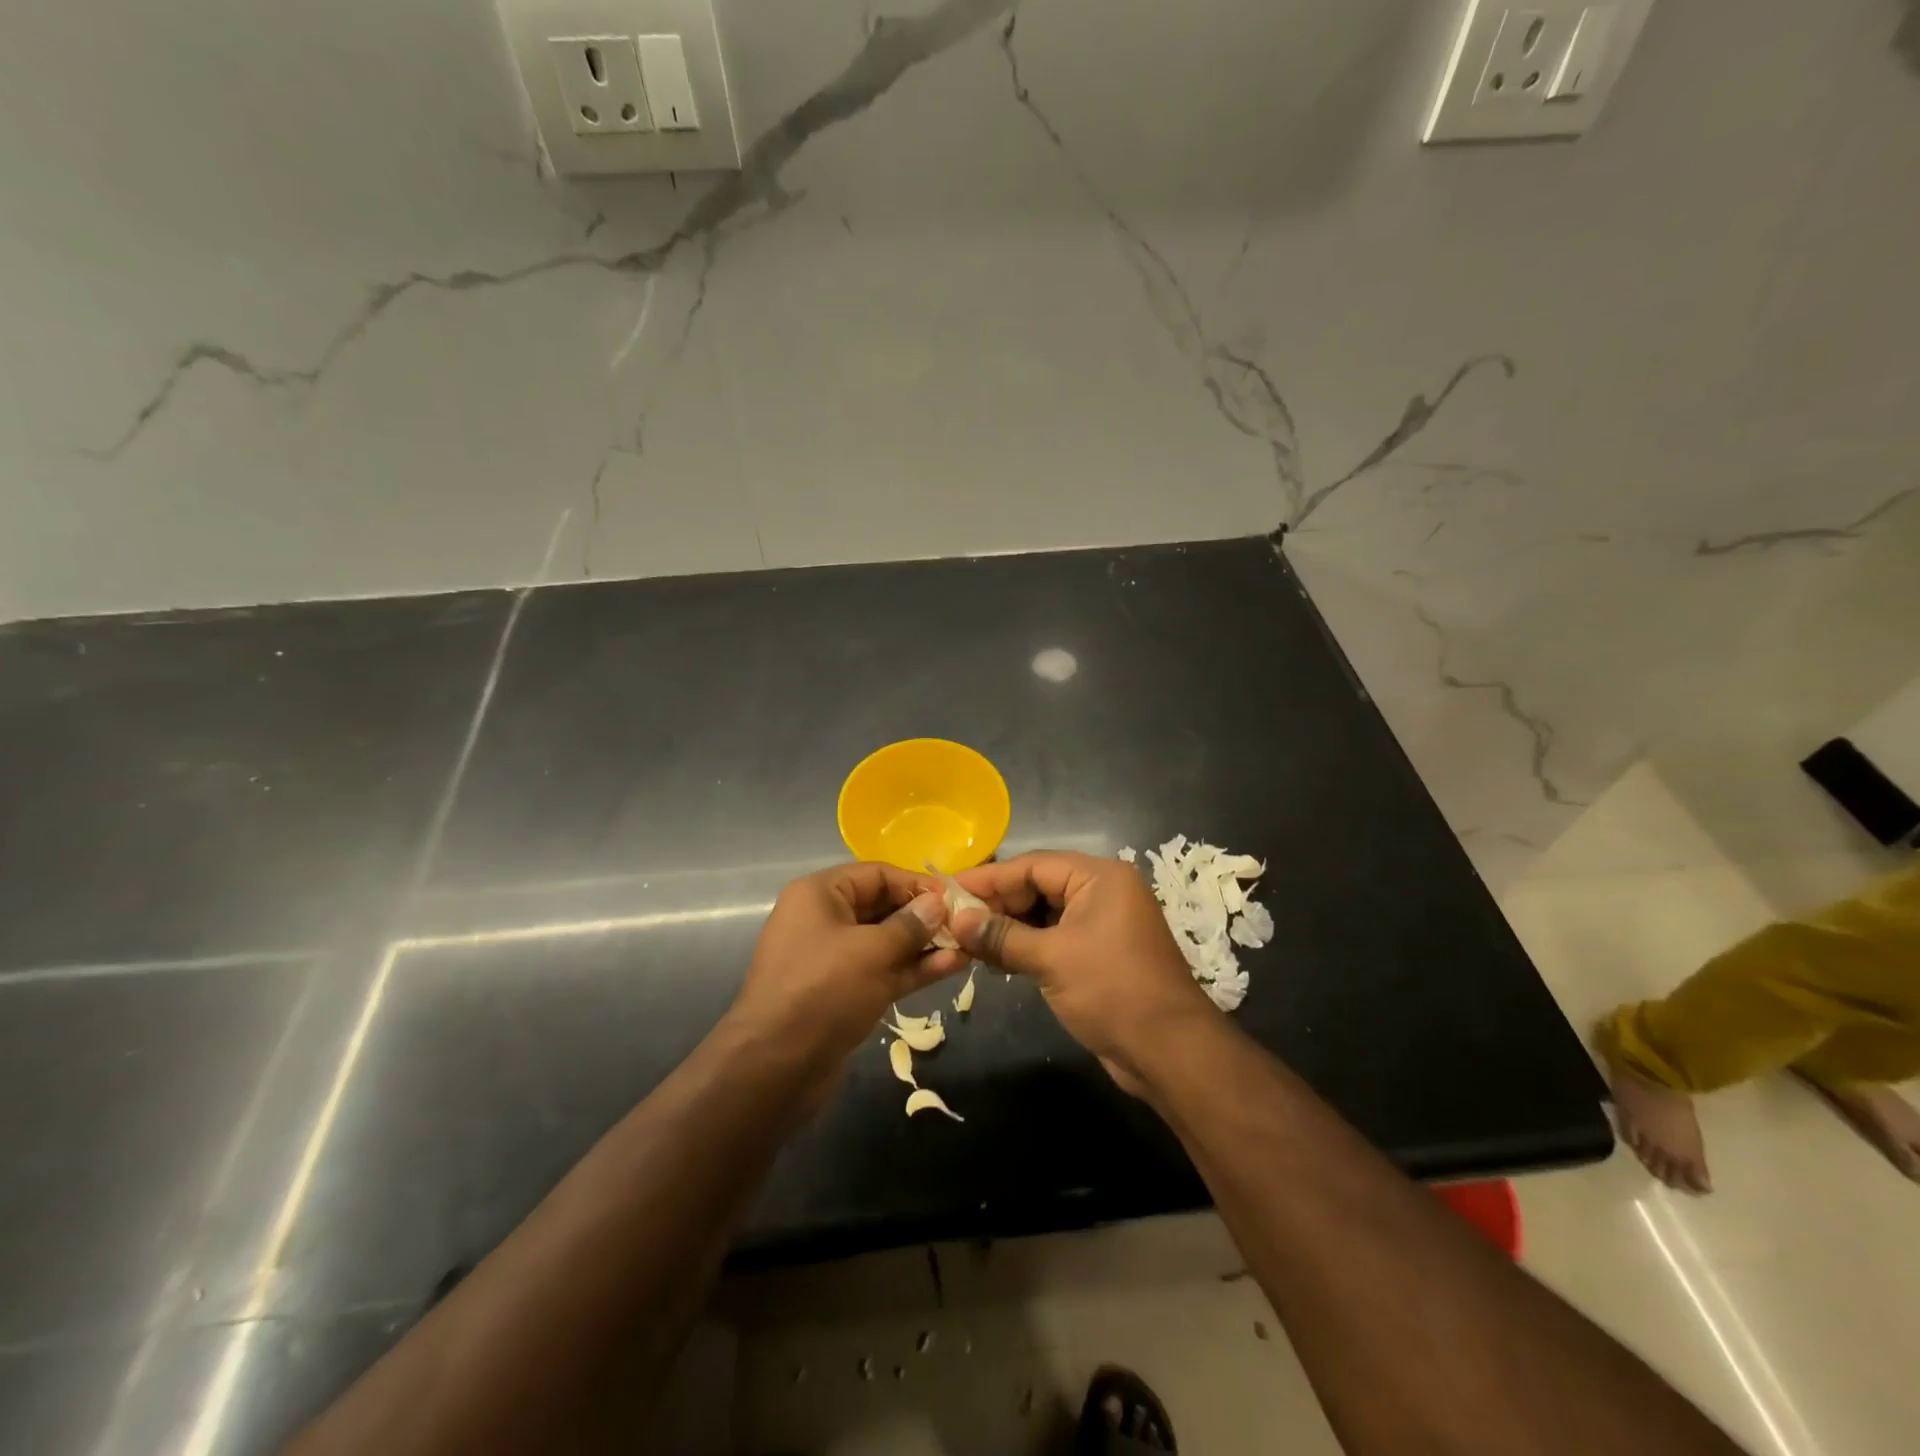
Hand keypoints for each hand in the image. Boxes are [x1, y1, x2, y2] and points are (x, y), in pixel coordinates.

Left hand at [730, 862, 969, 1071]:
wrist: (775, 1068)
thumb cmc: (822, 991)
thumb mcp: (871, 952)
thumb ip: (910, 925)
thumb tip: (938, 904)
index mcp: (819, 895)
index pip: (876, 874)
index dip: (916, 884)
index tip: (955, 897)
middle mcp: (824, 920)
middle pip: (883, 906)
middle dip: (924, 915)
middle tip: (967, 923)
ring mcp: (834, 960)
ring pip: (887, 942)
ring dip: (925, 944)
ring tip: (968, 945)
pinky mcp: (844, 994)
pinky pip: (884, 971)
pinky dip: (913, 969)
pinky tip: (952, 967)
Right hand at [952, 851, 1215, 1091]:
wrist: (1170, 1051)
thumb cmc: (1112, 991)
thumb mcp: (1051, 959)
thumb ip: (1001, 936)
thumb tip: (957, 920)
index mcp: (1099, 878)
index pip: (1032, 866)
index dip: (988, 879)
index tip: (948, 891)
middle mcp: (1102, 892)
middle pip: (1037, 887)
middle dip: (996, 905)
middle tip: (953, 922)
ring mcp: (1102, 924)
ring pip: (1043, 914)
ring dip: (1007, 929)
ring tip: (966, 943)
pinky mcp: (1099, 953)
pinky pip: (1054, 938)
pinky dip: (1026, 947)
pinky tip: (995, 961)